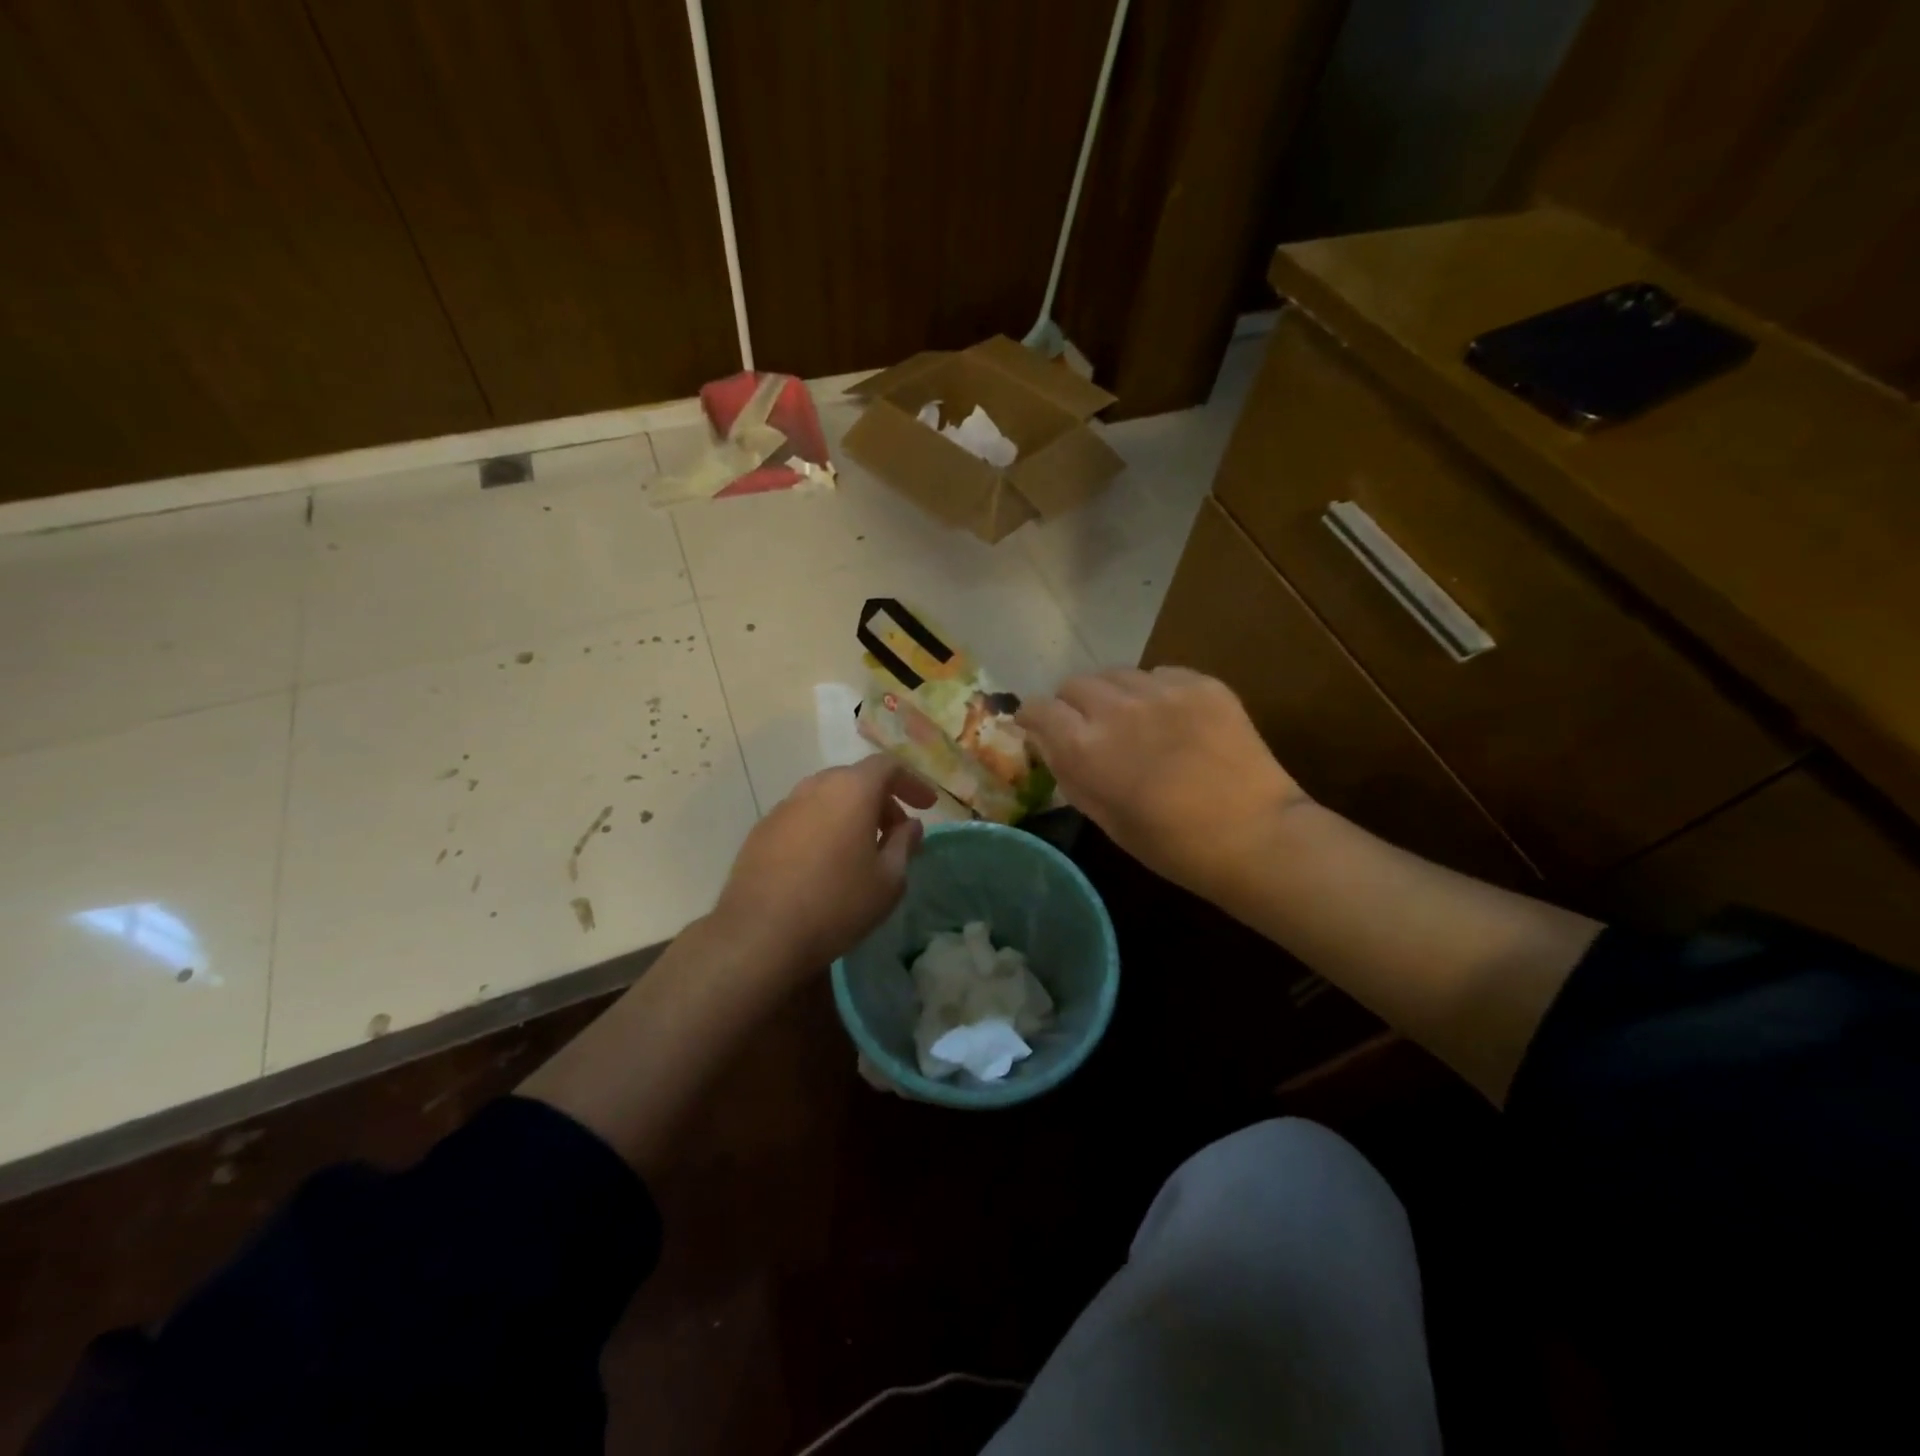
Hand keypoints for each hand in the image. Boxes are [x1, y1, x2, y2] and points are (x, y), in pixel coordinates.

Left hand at [711, 755, 935, 979]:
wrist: (760, 934)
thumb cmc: (837, 904)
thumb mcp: (888, 880)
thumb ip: (904, 844)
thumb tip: (910, 825)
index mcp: (851, 790)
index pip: (887, 766)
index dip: (912, 782)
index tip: (926, 806)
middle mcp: (815, 787)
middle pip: (855, 779)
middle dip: (880, 800)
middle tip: (895, 832)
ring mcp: (783, 807)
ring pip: (825, 797)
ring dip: (849, 813)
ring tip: (860, 849)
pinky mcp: (761, 830)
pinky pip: (802, 817)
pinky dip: (822, 827)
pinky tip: (824, 863)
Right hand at [1017, 667, 1307, 896]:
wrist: (1254, 834)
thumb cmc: (1171, 844)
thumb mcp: (1104, 818)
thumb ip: (1070, 774)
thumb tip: (1050, 744)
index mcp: (1085, 747)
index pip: (1038, 708)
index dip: (1034, 717)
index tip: (1039, 727)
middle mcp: (1116, 708)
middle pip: (1075, 684)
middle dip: (1073, 704)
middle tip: (1090, 728)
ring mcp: (1161, 690)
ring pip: (1116, 674)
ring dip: (1113, 694)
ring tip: (1133, 720)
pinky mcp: (1200, 683)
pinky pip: (1160, 674)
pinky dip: (1155, 691)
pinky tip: (1172, 718)